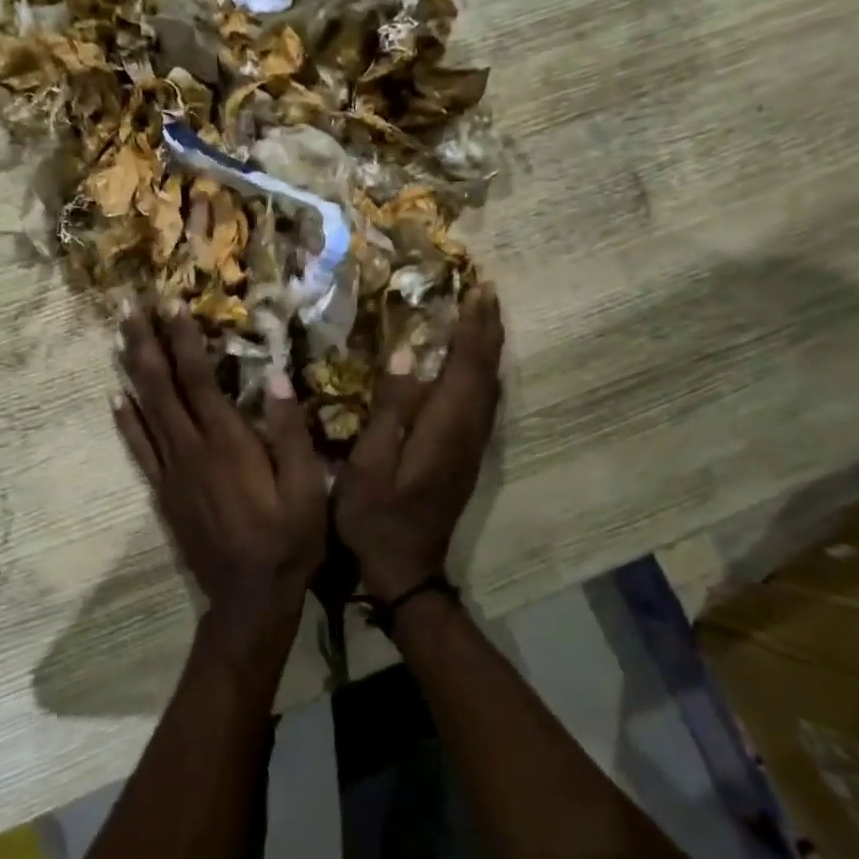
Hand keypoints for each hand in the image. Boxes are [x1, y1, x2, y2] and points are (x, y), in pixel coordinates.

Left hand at [115, 302, 325, 669]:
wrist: (248, 598)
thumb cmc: (287, 541)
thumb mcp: (306, 488)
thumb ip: (289, 432)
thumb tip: (275, 376)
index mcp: (227, 443)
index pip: (198, 379)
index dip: (184, 339)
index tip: (171, 304)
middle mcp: (191, 450)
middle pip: (160, 387)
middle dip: (145, 343)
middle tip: (128, 306)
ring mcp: (172, 472)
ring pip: (144, 411)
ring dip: (131, 371)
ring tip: (119, 337)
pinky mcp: (164, 493)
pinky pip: (139, 449)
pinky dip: (126, 421)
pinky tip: (116, 399)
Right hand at [336, 284, 504, 602]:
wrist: (405, 567)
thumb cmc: (375, 516)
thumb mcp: (368, 464)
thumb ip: (389, 410)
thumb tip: (402, 358)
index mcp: (443, 429)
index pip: (466, 367)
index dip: (473, 328)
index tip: (476, 290)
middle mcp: (467, 433)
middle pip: (486, 372)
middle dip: (488, 330)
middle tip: (486, 291)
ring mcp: (471, 447)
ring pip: (491, 387)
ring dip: (490, 349)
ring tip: (485, 317)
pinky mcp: (466, 457)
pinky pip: (484, 403)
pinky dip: (484, 374)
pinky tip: (475, 367)